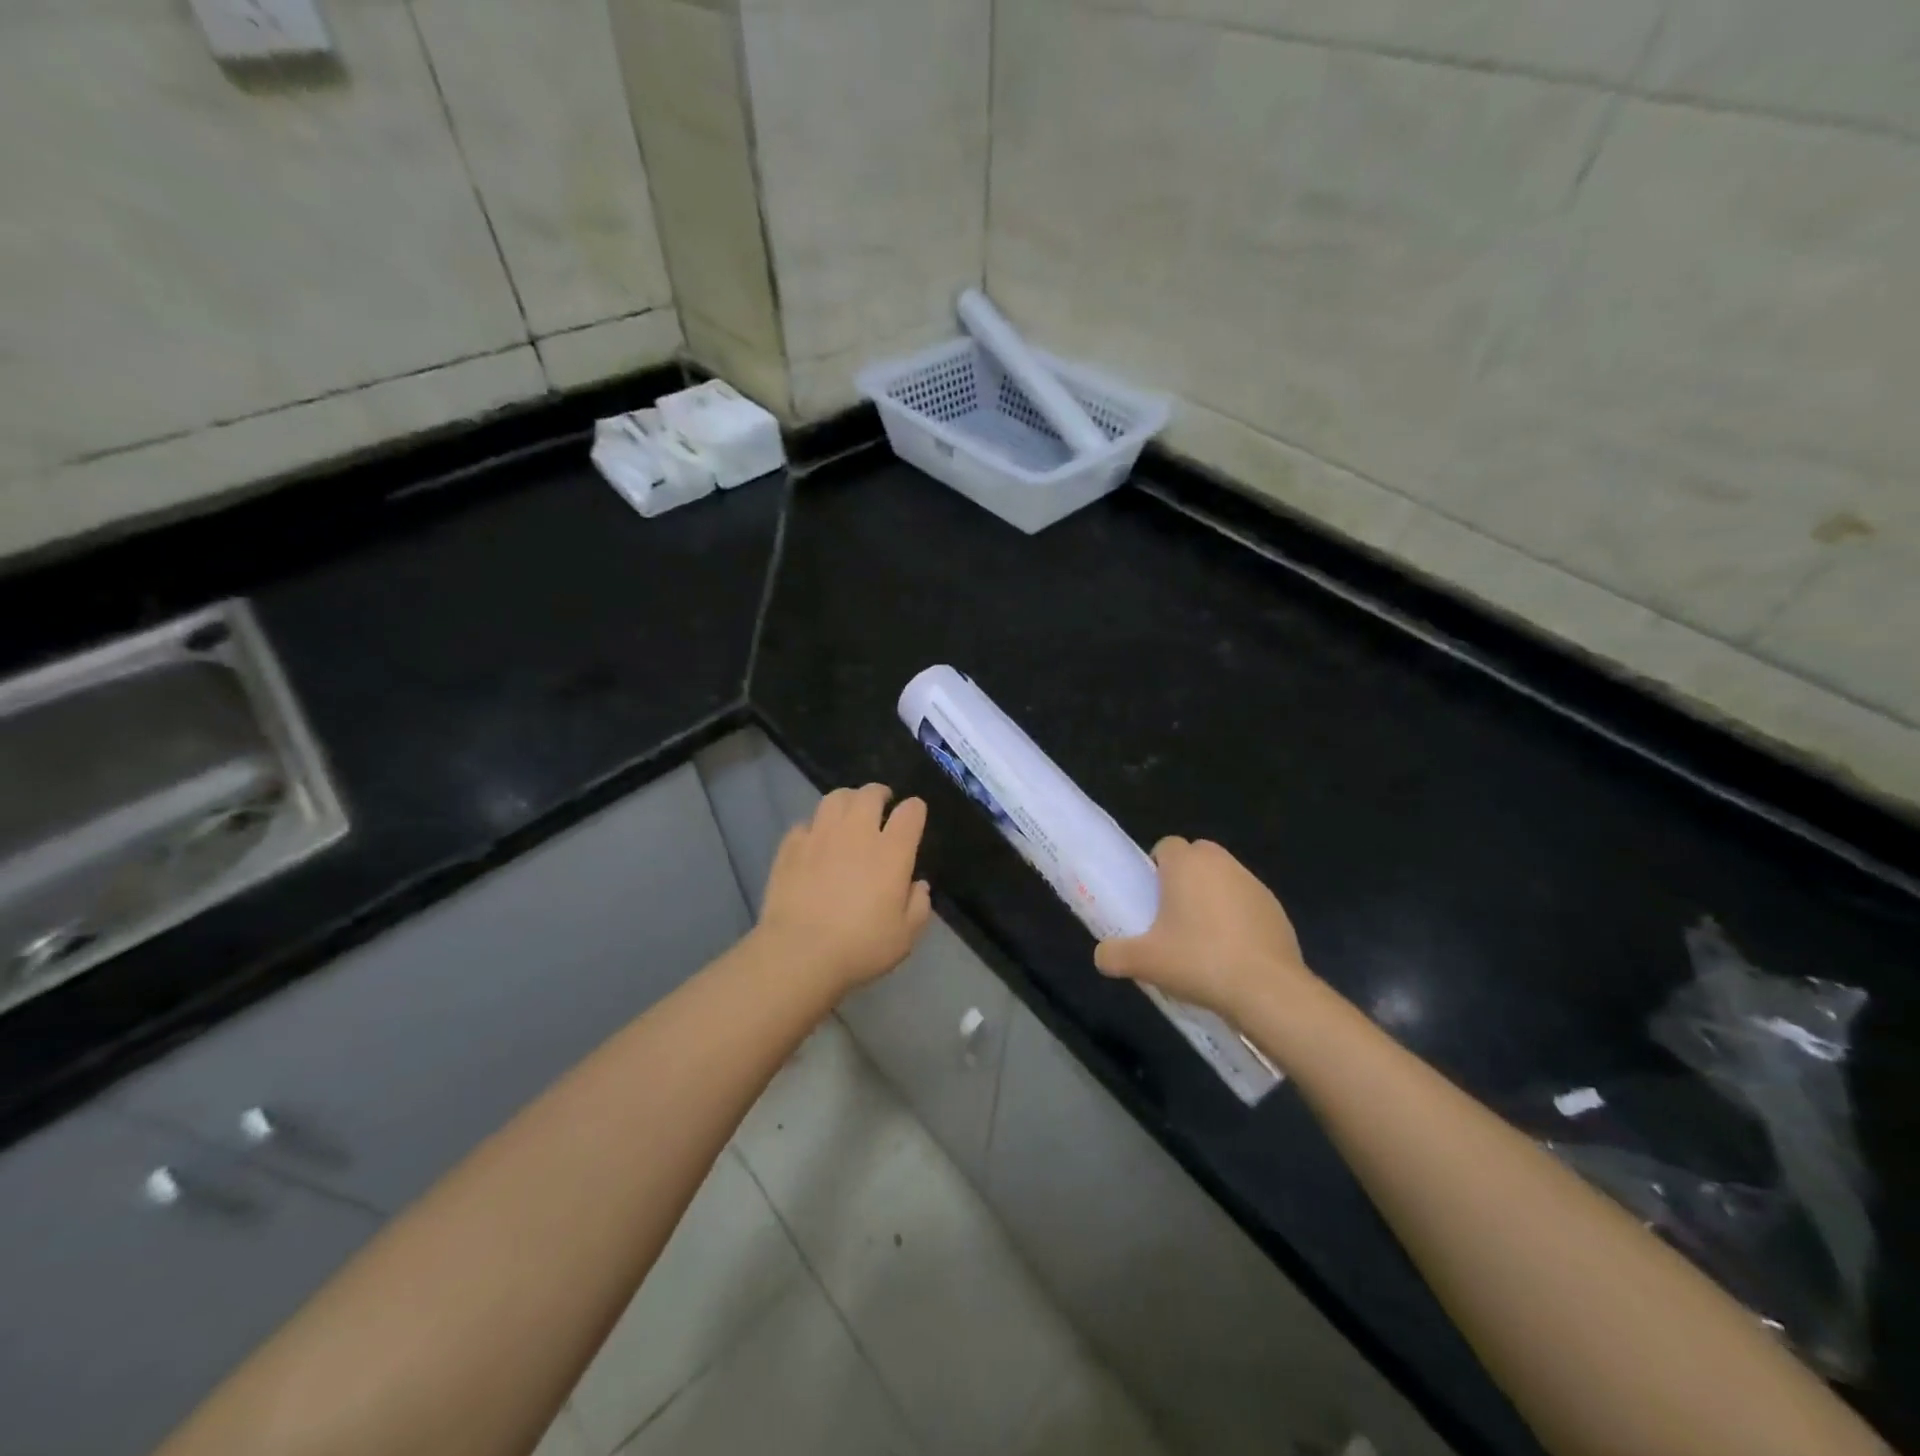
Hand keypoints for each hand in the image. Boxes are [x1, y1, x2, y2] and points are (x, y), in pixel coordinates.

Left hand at [756, 784, 932, 995]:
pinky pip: (805, 824)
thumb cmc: (860, 946)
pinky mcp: (791, 847)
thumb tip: (918, 885)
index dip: (915, 809)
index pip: (910, 812)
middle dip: (880, 794)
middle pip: (870, 794)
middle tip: (882, 804)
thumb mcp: (905, 936)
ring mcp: (820, 836)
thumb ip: (918, 905)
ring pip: (835, 798)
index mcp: (892, 851)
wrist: (799, 953)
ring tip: (849, 812)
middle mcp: (857, 833)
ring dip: (847, 800)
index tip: (914, 815)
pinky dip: (815, 827)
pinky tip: (815, 841)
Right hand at [1094, 837, 1313, 1021]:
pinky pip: (1247, 902)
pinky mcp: (1276, 908)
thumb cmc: (1199, 961)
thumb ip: (1114, 955)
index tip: (1151, 898)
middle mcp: (1221, 863)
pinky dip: (1238, 916)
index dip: (1155, 867)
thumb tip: (1101, 956)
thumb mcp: (1144, 962)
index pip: (1166, 846)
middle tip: (1172, 914)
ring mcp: (1253, 884)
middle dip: (1184, 876)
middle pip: (1197, 856)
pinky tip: (1232, 951)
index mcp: (1187, 865)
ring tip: (1202, 937)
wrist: (1267, 989)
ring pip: (1224, 878)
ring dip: (1212, 895)